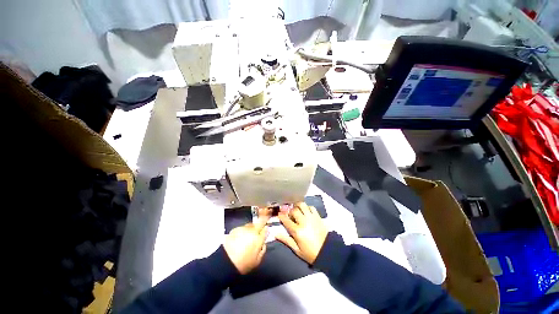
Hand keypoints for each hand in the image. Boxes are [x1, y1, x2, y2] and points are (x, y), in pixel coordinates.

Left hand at [223, 209, 269, 273]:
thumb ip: (263, 250)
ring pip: (250, 225)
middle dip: (260, 225)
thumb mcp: (257, 261)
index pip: (265, 229)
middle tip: (257, 232)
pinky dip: (242, 231)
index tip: (265, 231)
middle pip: (259, 223)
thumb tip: (263, 243)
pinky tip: (239, 239)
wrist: (225, 261)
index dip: (266, 229)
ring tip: (247, 237)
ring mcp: (243, 228)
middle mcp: (252, 230)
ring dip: (250, 229)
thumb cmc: (243, 263)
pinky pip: (242, 228)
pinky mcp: (235, 229)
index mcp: (258, 238)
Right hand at [276, 202, 327, 264]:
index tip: (279, 214)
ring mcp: (311, 217)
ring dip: (298, 206)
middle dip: (290, 211)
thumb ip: (286, 240)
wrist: (327, 252)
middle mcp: (304, 221)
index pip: (286, 220)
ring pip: (302, 205)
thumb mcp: (297, 250)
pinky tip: (306, 212)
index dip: (281, 216)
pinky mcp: (318, 216)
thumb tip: (275, 233)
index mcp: (297, 231)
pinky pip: (311, 207)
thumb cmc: (310, 253)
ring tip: (297, 211)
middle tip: (290, 215)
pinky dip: (307, 208)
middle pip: (293, 210)